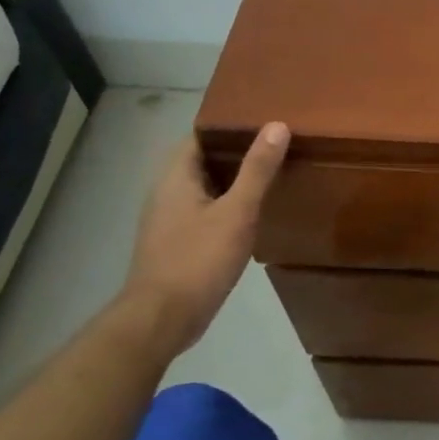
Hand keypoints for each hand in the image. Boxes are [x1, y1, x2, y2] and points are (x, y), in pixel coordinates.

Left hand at [123, 123, 289, 355]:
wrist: (162, 318)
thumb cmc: (198, 259)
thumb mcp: (236, 212)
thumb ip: (257, 170)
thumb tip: (276, 126)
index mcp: (175, 177)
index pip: (199, 135)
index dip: (228, 126)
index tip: (263, 120)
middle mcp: (166, 192)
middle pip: (202, 159)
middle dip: (236, 151)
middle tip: (276, 144)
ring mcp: (169, 219)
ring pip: (204, 186)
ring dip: (232, 178)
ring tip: (271, 172)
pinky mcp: (177, 242)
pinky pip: (205, 209)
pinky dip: (227, 202)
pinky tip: (252, 212)